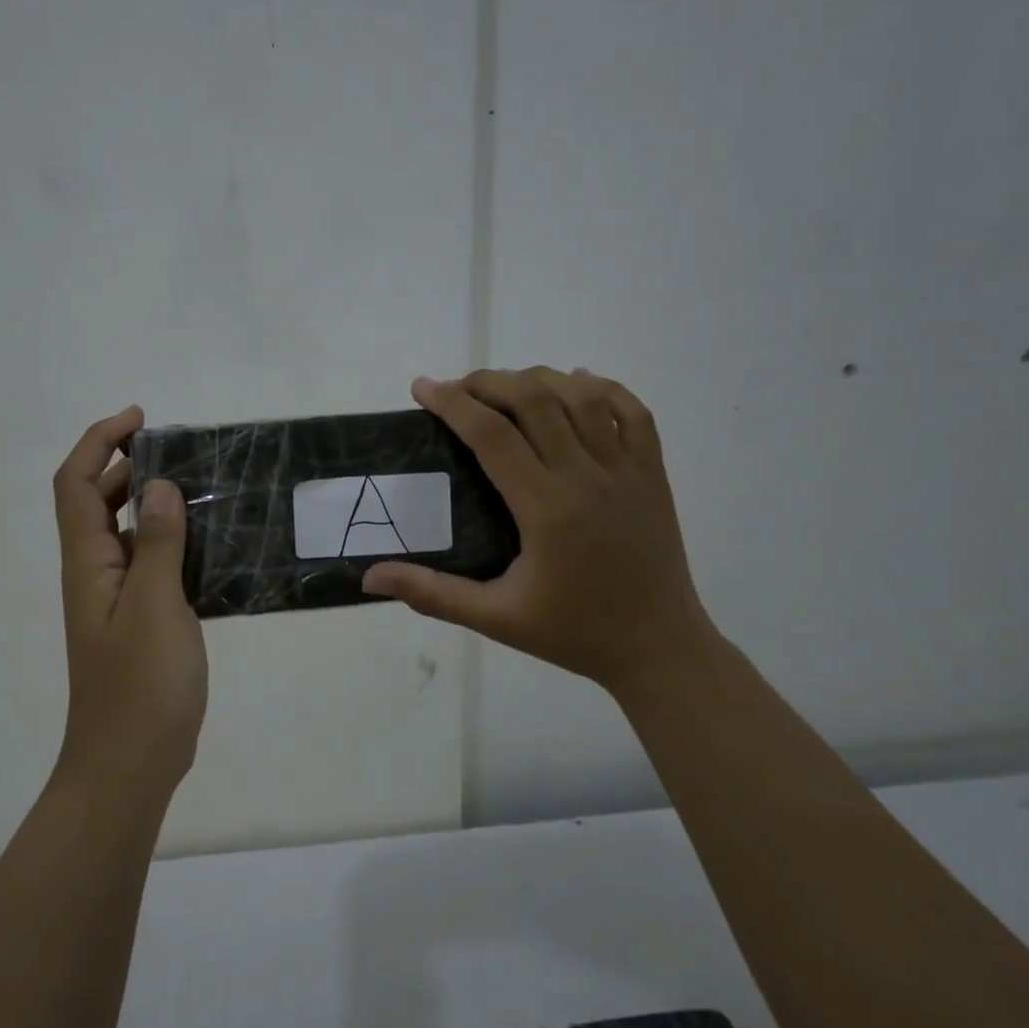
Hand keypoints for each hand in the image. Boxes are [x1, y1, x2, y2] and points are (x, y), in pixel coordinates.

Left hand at [52, 405, 206, 798]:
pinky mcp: (141, 622)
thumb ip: (156, 544)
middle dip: (130, 464)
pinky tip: (213, 545)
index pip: (78, 484)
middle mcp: (95, 574)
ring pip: (128, 533)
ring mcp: (117, 600)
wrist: (129, 766)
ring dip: (154, 502)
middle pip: (98, 501)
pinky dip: (174, 542)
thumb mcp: (154, 607)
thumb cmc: (139, 686)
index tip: (141, 419)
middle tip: (183, 450)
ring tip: (204, 488)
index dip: (100, 441)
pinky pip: (152, 564)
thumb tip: (159, 486)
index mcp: (88, 563)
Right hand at [362, 367, 717, 694]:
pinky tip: (578, 383)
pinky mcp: (654, 474)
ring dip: (538, 379)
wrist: (659, 649)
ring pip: (581, 397)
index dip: (452, 403)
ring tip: (506, 386)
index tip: (422, 388)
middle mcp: (587, 477)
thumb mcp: (496, 619)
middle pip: (534, 400)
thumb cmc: (574, 633)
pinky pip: (634, 412)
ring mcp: (627, 471)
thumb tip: (369, 577)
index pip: (491, 435)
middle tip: (457, 388)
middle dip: (488, 381)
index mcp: (546, 508)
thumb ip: (432, 593)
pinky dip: (603, 388)